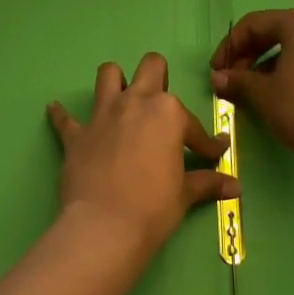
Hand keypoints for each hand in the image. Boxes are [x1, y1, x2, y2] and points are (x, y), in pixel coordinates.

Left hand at [47, 53, 237, 254]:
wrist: (105, 226)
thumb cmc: (154, 207)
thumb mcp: (185, 194)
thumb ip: (208, 182)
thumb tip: (236, 186)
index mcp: (167, 113)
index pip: (193, 124)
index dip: (206, 142)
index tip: (213, 154)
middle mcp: (135, 102)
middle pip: (150, 68)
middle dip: (159, 78)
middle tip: (161, 106)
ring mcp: (102, 115)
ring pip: (108, 74)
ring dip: (115, 81)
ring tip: (121, 98)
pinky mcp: (77, 134)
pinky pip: (64, 118)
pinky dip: (62, 115)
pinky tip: (56, 110)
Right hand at [211, 9, 293, 181]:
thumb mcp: (263, 95)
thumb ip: (237, 80)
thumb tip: (218, 78)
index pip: (254, 24)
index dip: (229, 46)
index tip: (217, 70)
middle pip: (278, 31)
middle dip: (250, 54)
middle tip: (234, 79)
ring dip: (272, 63)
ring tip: (258, 90)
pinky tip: (287, 94)